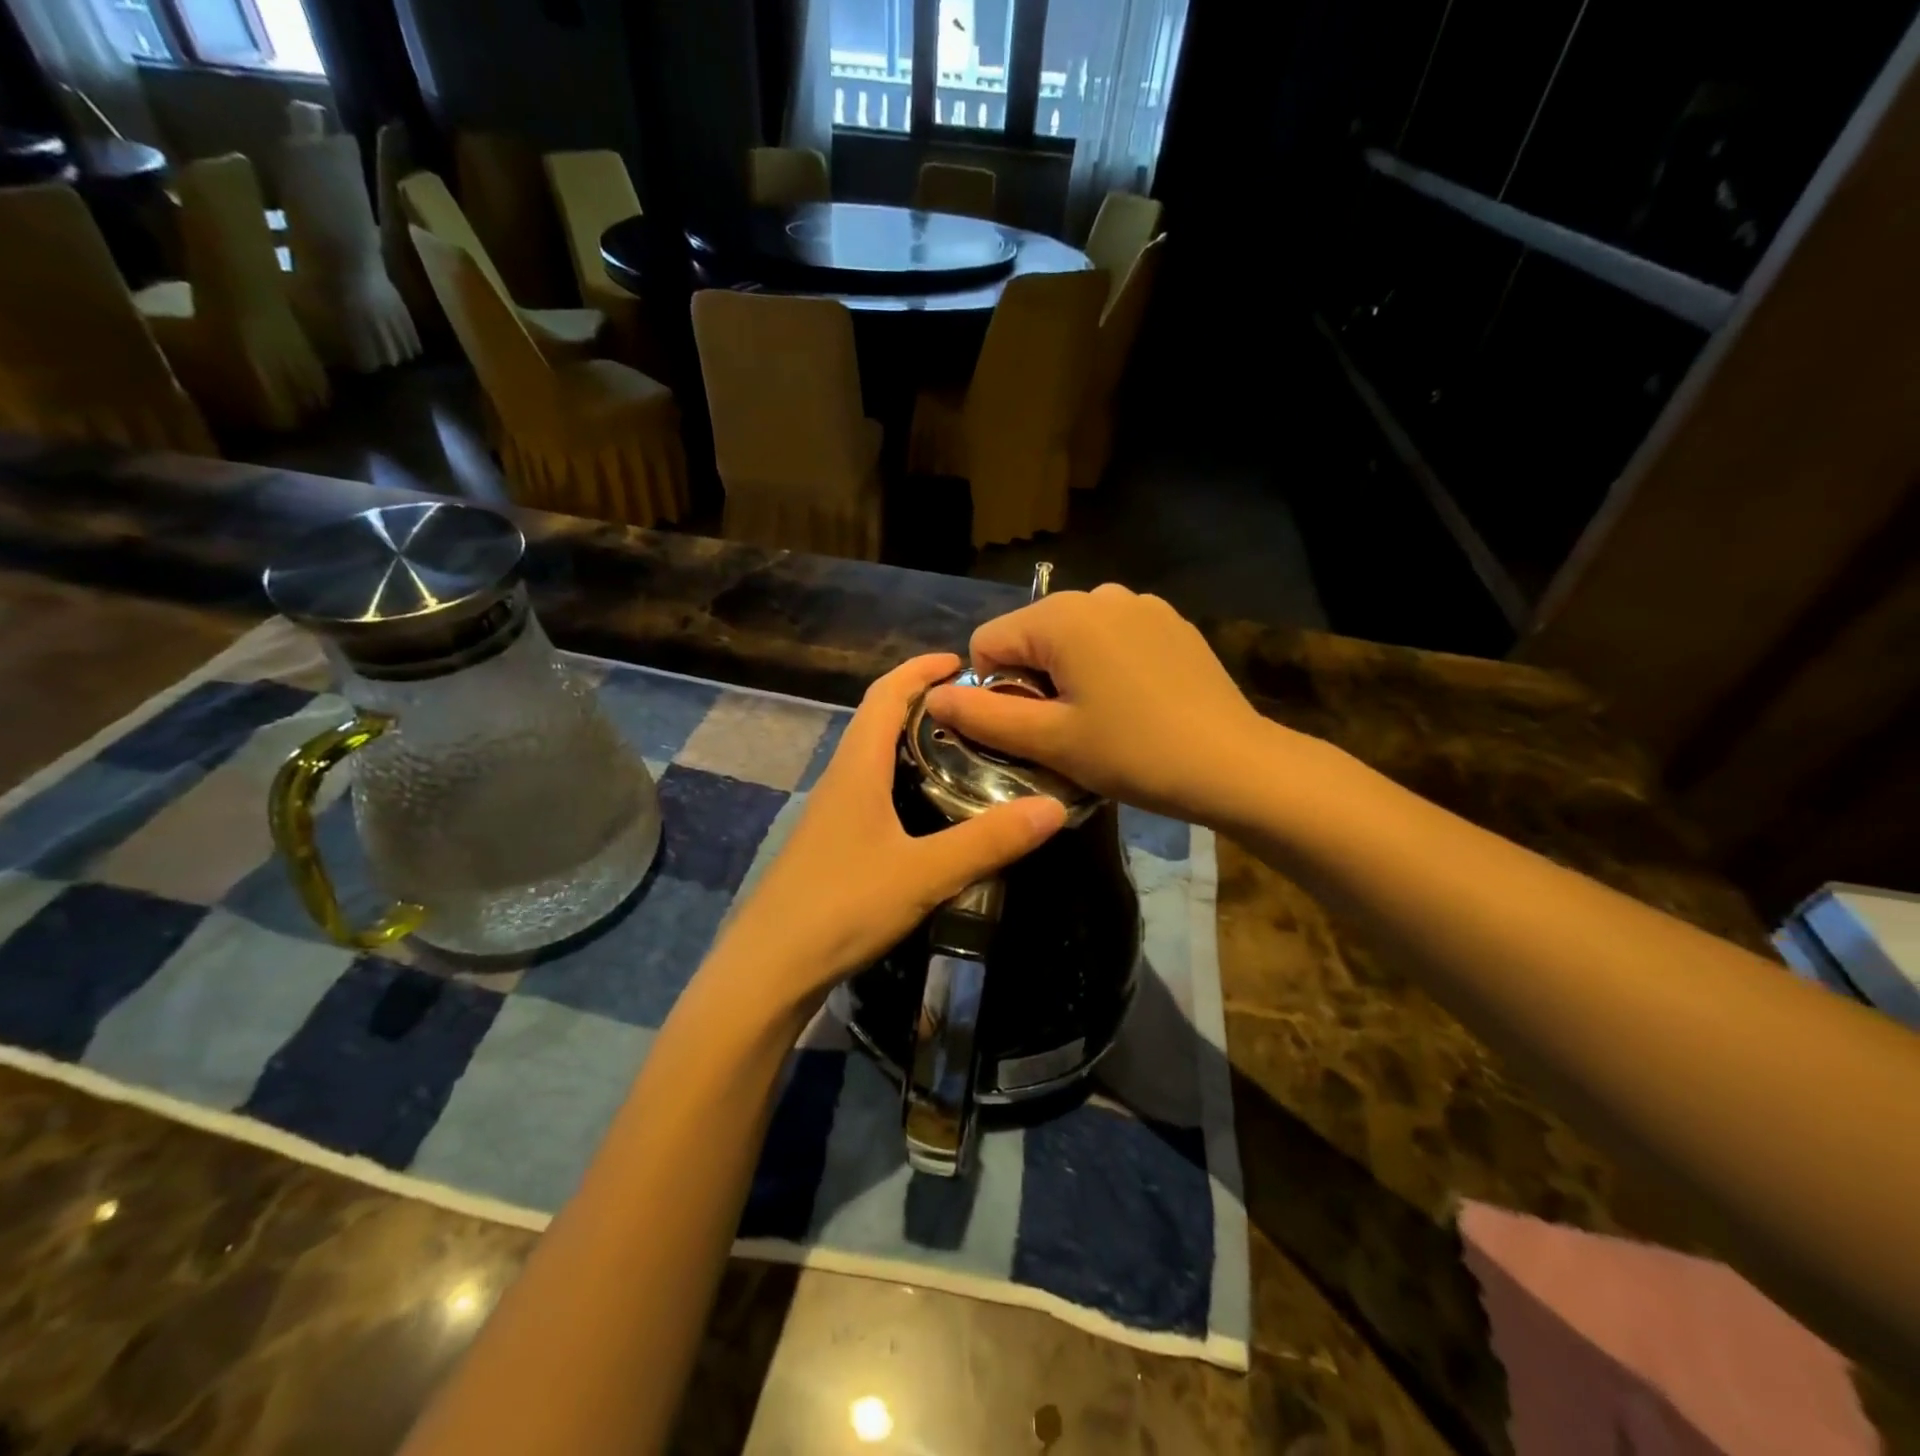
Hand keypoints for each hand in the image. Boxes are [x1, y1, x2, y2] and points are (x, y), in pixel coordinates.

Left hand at [707, 654, 1066, 1015]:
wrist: (769, 969)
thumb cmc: (842, 906)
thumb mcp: (924, 873)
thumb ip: (988, 842)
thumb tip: (1054, 808)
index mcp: (856, 768)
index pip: (885, 695)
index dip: (920, 669)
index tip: (962, 661)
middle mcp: (840, 780)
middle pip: (878, 720)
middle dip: (923, 702)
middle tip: (978, 710)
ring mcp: (832, 814)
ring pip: (874, 759)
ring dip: (913, 743)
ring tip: (965, 753)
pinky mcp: (832, 845)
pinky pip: (872, 792)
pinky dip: (904, 781)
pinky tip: (932, 811)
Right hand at [924, 585, 1275, 824]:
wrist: (1233, 764)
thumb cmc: (1133, 753)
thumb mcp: (1049, 741)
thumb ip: (983, 716)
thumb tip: (933, 695)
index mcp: (1061, 616)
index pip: (988, 642)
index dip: (995, 691)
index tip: (1033, 728)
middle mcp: (1098, 594)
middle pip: (1030, 635)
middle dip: (1033, 680)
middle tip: (1068, 729)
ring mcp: (1140, 604)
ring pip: (1071, 637)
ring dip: (1068, 673)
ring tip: (1102, 717)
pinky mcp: (1169, 622)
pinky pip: (1111, 636)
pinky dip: (1106, 665)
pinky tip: (1135, 701)